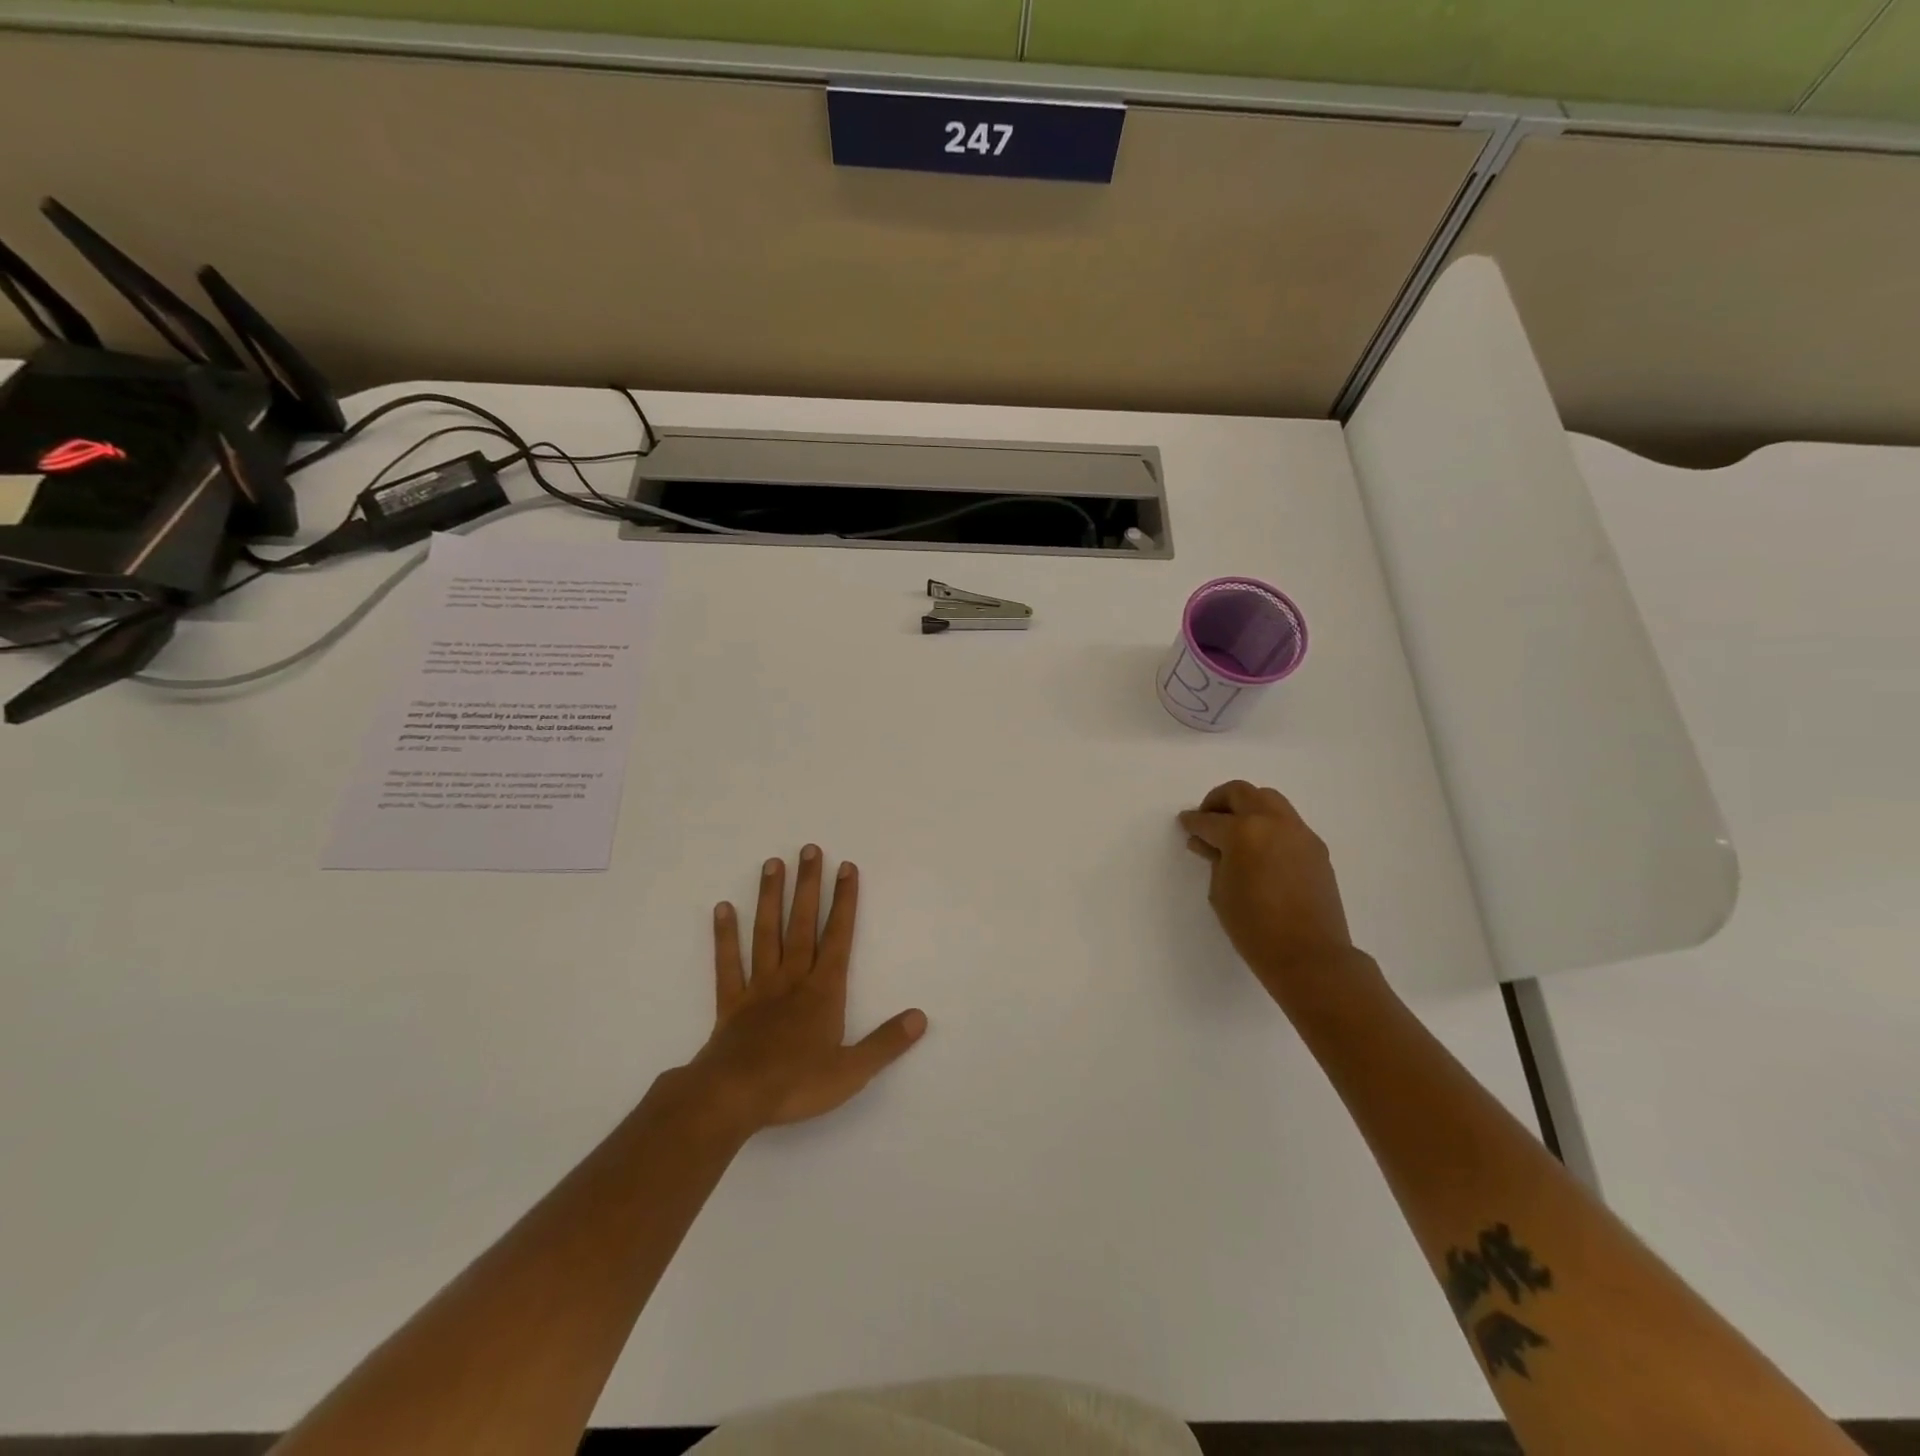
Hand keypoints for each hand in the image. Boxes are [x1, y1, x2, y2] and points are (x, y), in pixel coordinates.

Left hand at [687, 846, 927, 1134]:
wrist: (733, 1098)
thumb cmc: (796, 1084)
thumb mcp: (852, 1070)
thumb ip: (886, 1042)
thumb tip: (921, 1017)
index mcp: (823, 991)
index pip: (838, 937)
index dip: (845, 901)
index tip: (847, 868)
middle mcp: (792, 978)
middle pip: (802, 924)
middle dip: (809, 886)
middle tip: (810, 849)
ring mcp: (759, 987)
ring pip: (766, 933)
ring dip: (770, 898)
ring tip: (773, 864)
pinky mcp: (731, 1003)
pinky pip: (728, 963)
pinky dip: (725, 936)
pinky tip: (723, 908)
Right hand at [1179, 781, 1368, 1003]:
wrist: (1310, 955)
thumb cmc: (1254, 928)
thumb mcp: (1221, 891)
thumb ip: (1214, 859)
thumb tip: (1208, 843)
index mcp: (1243, 832)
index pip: (1209, 820)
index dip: (1193, 822)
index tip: (1185, 823)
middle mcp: (1273, 822)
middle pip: (1241, 793)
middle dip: (1219, 801)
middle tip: (1208, 819)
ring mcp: (1299, 832)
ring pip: (1269, 800)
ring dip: (1247, 807)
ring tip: (1235, 831)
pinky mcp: (1316, 847)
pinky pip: (1287, 822)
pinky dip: (1269, 824)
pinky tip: (1260, 848)